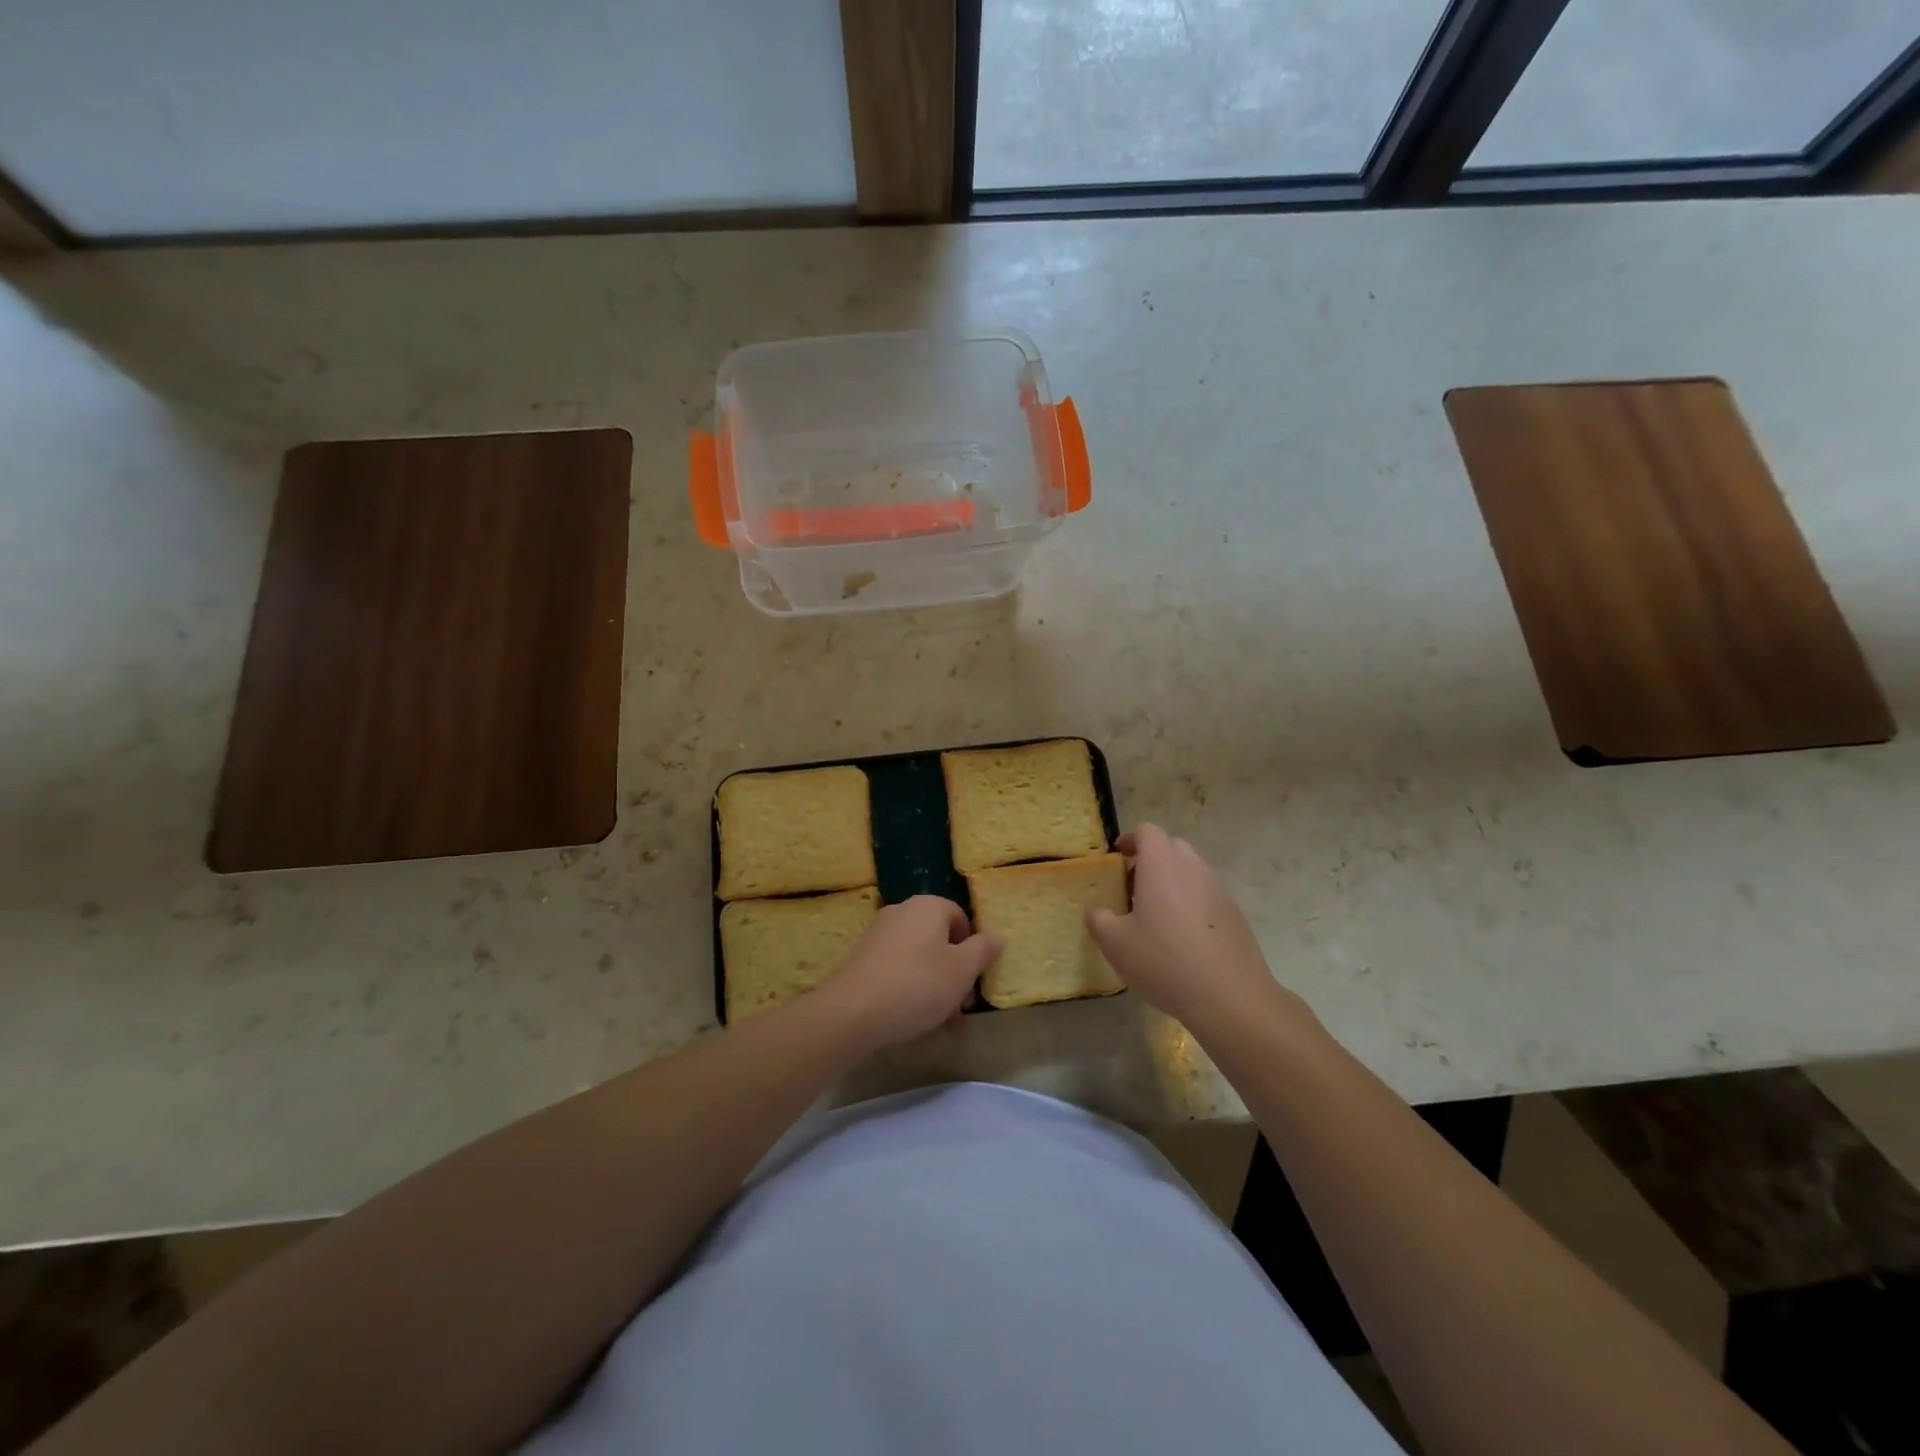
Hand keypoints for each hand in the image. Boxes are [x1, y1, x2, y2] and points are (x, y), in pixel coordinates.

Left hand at [817, 896, 999, 1052]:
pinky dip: (913, 992)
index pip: (961, 919)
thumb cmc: (917, 985)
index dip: (974, 949)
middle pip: (941, 942)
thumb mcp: (962, 970)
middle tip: (963, 1009)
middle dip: (956, 976)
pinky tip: (919, 1024)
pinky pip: (900, 972)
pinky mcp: (864, 960)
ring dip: (938, 990)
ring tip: (946, 1027)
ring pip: (921, 961)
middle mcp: (902, 913)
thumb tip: (996, 936)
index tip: (976, 979)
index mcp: (928, 906)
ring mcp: (880, 936)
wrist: (852, 1012)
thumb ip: (983, 950)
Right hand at [1086, 824, 1303, 1035]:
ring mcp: (1219, 891)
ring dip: (1173, 882)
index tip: (1117, 857)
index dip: (1130, 839)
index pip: (1147, 832)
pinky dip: (1191, 904)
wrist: (1230, 997)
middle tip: (1133, 887)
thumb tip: (1097, 910)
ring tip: (1157, 916)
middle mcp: (1193, 869)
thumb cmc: (1164, 961)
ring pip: (1192, 872)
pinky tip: (1183, 939)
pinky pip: (1207, 896)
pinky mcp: (1235, 915)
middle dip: (1151, 859)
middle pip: (1172, 847)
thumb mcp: (1116, 944)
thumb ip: (1099, 919)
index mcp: (1162, 865)